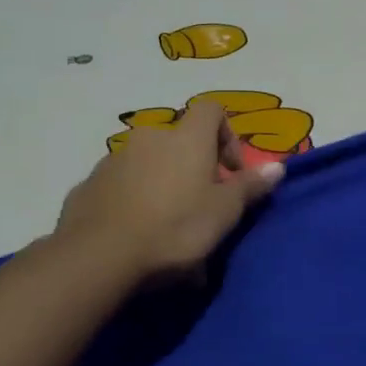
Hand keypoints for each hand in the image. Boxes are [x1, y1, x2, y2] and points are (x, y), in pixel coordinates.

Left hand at [55, 102, 283, 284]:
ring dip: (163, 186)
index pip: (212, 109)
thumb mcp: (224, 213)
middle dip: (193, 169)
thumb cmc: (174, 229)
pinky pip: (121, 186)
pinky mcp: (88, 185)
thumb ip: (250, 186)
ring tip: (167, 231)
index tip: (230, 172)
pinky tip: (136, 236)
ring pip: (149, 166)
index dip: (227, 135)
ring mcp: (114, 159)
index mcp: (186, 138)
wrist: (98, 256)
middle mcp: (149, 137)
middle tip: (201, 209)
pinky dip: (133, 201)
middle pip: (180, 142)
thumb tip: (277, 166)